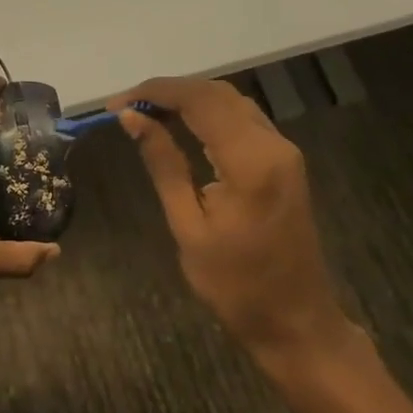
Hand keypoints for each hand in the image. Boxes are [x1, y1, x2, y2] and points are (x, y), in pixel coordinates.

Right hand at [111, 77, 357, 368]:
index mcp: (250, 162)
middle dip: (168, 91)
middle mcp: (273, 144)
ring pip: (230, 101)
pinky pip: (242, 118)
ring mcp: (283, 150)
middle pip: (216, 93)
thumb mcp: (188, 226)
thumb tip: (131, 119)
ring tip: (145, 113)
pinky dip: (208, 112)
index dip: (154, 93)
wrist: (296, 321)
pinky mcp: (284, 159)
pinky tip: (180, 124)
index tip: (116, 105)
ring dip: (188, 98)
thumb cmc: (236, 285)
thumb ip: (163, 164)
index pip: (199, 101)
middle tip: (126, 107)